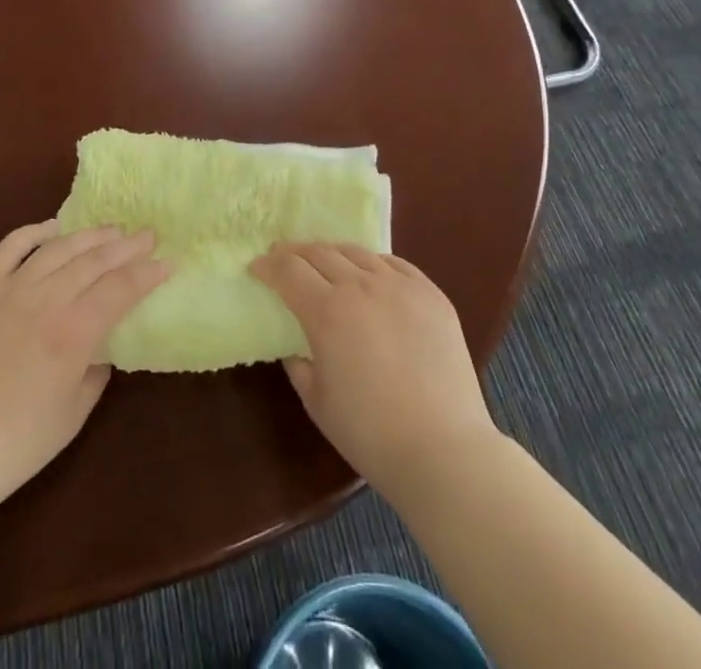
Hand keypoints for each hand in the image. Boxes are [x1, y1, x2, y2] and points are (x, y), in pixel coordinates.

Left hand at [0, 221, 167, 522]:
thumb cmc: (13, 447)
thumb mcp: (71, 417)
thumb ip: (95, 373)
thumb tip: (101, 349)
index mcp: (73, 332)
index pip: (120, 288)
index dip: (148, 273)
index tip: (168, 262)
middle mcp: (44, 300)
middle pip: (94, 260)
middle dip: (127, 245)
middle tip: (147, 235)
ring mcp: (7, 290)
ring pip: (58, 248)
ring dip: (89, 235)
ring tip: (110, 229)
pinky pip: (8, 249)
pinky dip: (33, 233)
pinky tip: (52, 228)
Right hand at [250, 243, 498, 495]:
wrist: (443, 448)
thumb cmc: (370, 433)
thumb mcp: (317, 401)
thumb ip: (299, 364)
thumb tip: (295, 346)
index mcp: (327, 311)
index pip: (288, 271)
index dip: (268, 265)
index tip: (257, 266)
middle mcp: (360, 286)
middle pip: (320, 252)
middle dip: (295, 252)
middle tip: (283, 258)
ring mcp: (400, 285)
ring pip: (357, 252)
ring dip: (333, 253)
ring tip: (324, 261)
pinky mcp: (430, 293)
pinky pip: (395, 264)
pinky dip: (374, 263)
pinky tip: (371, 273)